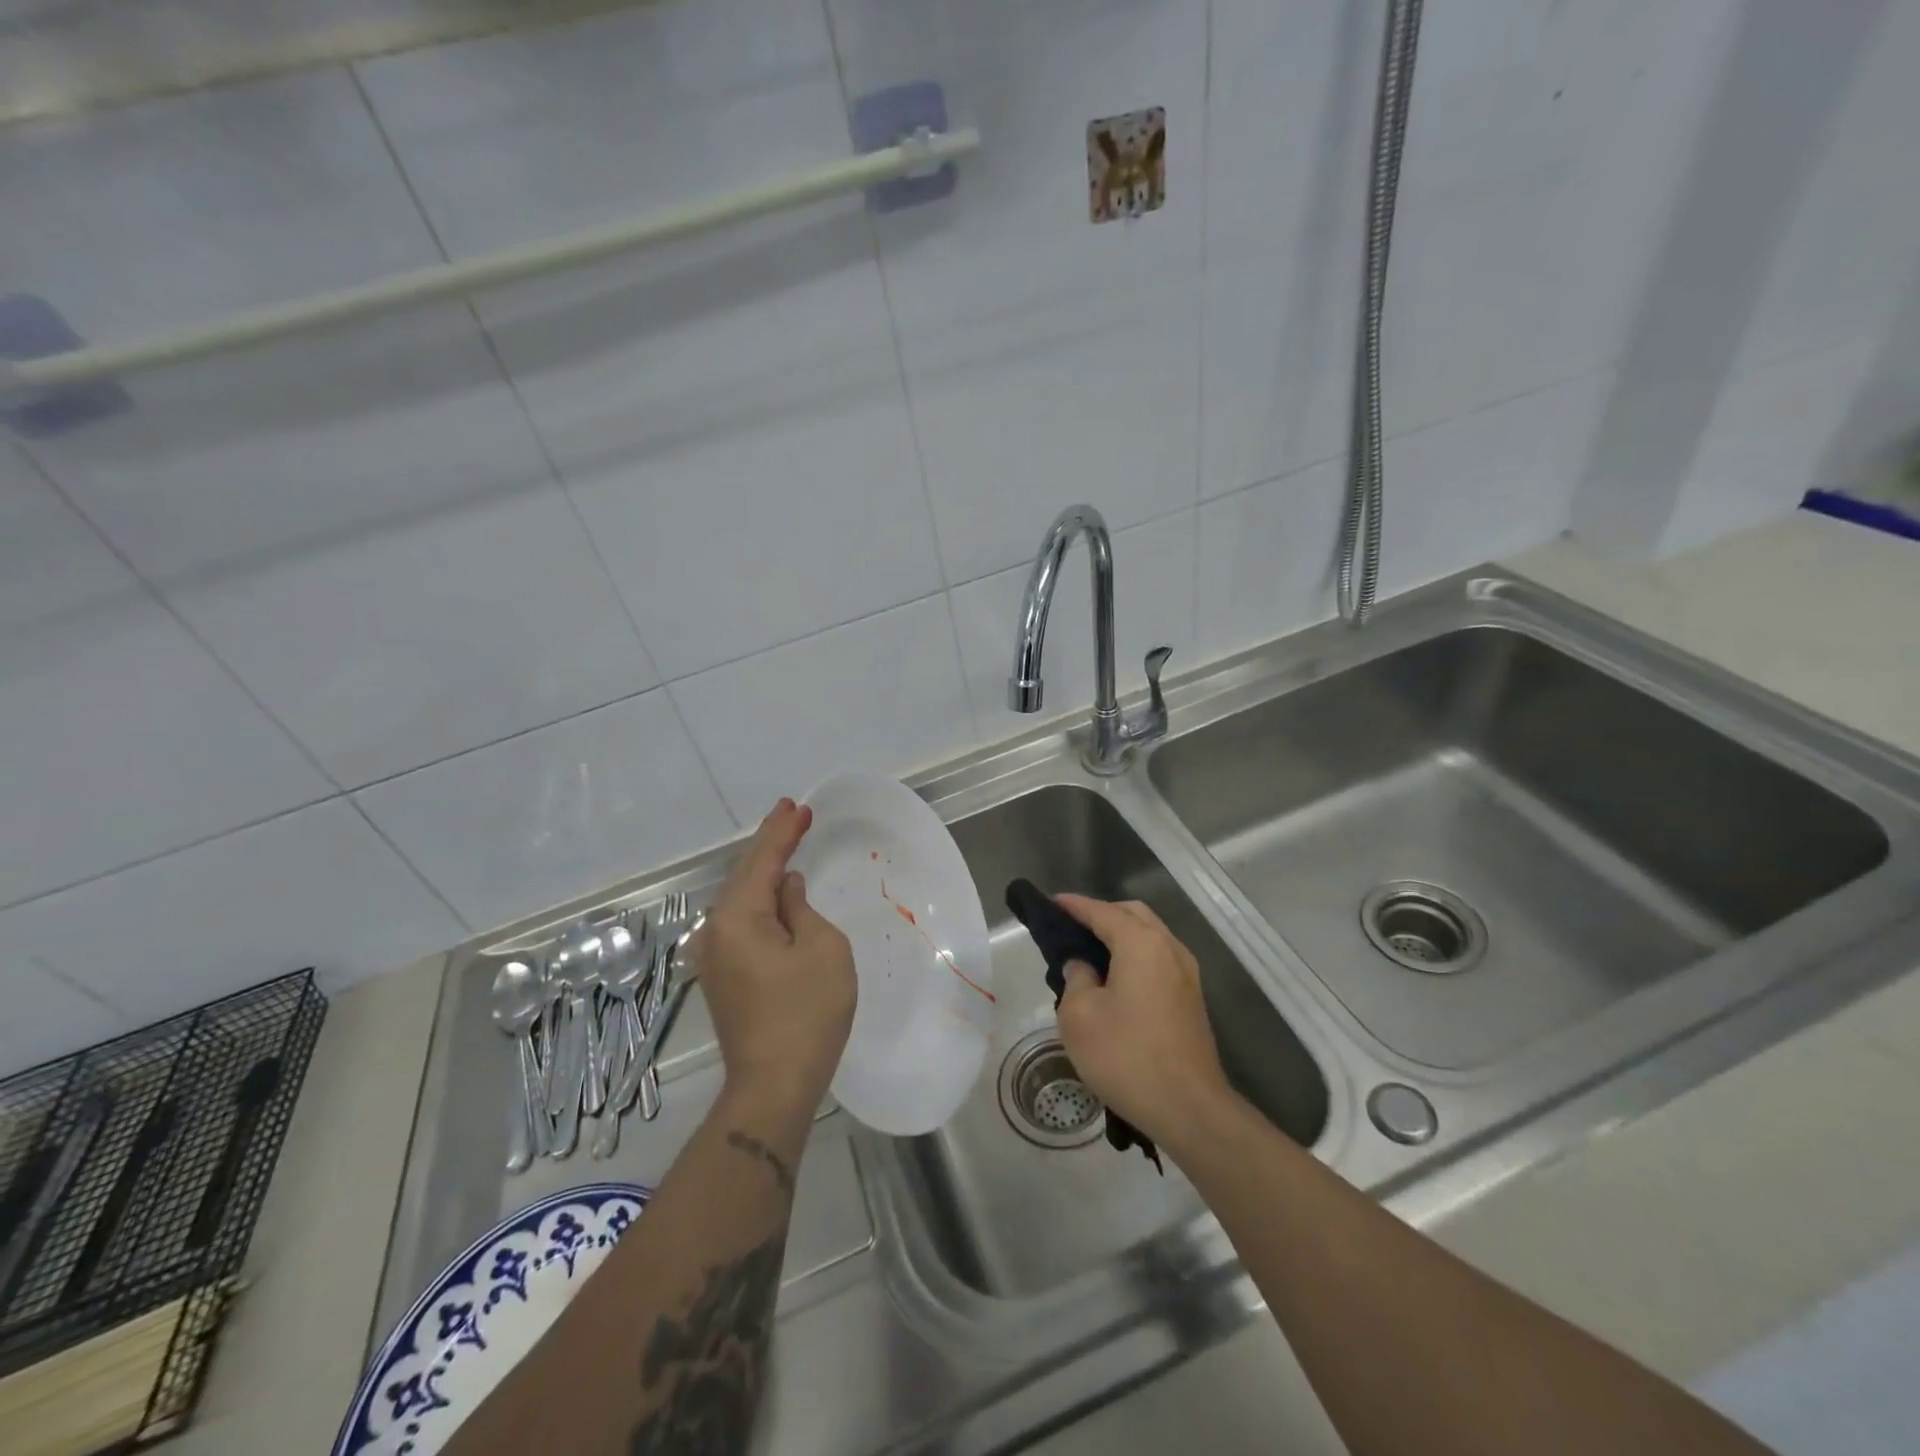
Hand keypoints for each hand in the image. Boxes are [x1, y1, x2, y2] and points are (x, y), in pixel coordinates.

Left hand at [694, 799, 855, 1111]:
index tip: (798, 806)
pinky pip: (741, 921)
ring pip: (740, 899)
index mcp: (737, 917)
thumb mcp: (821, 948)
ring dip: (763, 871)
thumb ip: (801, 908)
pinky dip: (759, 899)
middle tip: (791, 814)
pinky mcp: (723, 976)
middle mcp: (715, 930)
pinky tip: (774, 892)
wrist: (773, 1086)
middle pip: (744, 875)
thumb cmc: (806, 1013)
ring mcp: (714, 955)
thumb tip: (786, 890)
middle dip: (769, 844)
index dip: (782, 831)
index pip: (762, 860)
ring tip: (785, 843)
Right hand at [1053, 894, 1233, 1149]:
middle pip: (1133, 915)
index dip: (1075, 906)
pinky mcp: (1192, 998)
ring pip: (1150, 936)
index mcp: (1141, 944)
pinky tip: (1116, 977)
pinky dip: (1136, 954)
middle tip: (1071, 927)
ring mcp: (1186, 974)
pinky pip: (1159, 958)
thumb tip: (1083, 966)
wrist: (1189, 1108)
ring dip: (1122, 934)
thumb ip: (1076, 979)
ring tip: (1090, 951)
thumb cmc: (1126, 1056)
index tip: (1052, 903)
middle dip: (1102, 914)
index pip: (1102, 912)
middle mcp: (1169, 948)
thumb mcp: (1080, 1016)